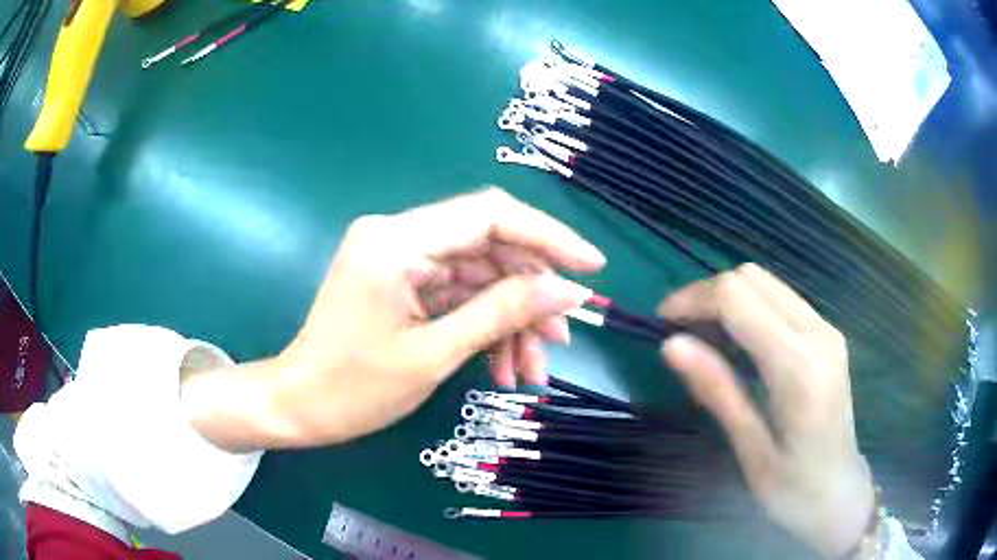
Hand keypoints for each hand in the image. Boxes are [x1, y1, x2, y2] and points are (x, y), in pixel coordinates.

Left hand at [181, 188, 604, 449]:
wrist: (299, 406)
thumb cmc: (353, 389)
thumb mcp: (433, 355)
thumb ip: (501, 314)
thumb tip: (565, 291)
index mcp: (397, 241)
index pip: (489, 215)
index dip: (548, 236)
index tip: (591, 267)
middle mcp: (399, 234)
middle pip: (488, 246)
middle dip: (530, 294)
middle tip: (561, 339)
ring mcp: (400, 257)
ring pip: (478, 275)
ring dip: (510, 319)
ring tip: (531, 370)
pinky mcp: (402, 279)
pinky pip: (457, 293)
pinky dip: (484, 326)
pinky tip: (501, 366)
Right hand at [659, 264, 873, 558]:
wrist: (842, 493)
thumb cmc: (794, 488)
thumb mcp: (751, 450)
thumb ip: (718, 391)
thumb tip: (671, 345)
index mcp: (799, 366)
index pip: (738, 298)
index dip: (693, 299)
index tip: (661, 321)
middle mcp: (818, 333)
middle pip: (752, 278)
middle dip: (708, 294)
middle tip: (680, 332)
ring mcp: (826, 329)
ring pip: (766, 283)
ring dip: (728, 299)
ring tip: (702, 337)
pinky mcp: (826, 334)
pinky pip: (780, 300)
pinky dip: (749, 308)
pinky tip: (736, 343)